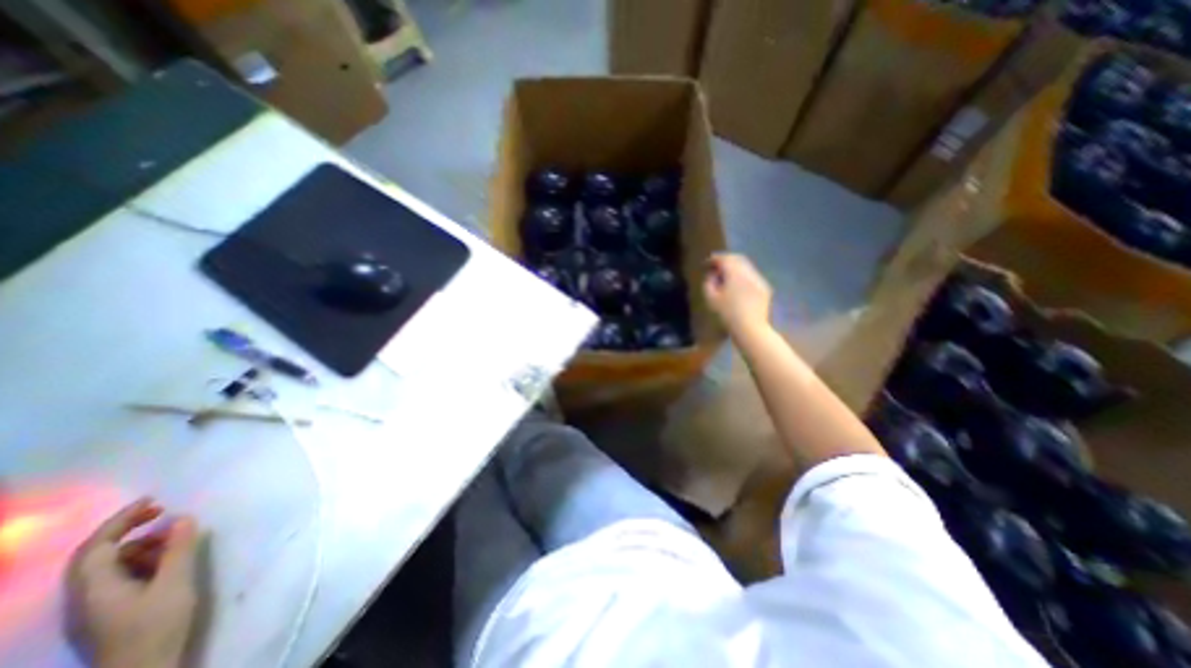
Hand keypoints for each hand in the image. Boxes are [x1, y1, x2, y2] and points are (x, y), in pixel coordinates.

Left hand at [67, 498, 198, 667]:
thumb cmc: (156, 625)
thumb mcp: (174, 583)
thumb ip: (178, 549)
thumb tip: (183, 517)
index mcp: (94, 588)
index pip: (96, 546)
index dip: (121, 520)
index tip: (154, 500)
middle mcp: (84, 596)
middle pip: (94, 556)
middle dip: (126, 529)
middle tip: (162, 511)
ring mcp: (93, 607)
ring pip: (108, 567)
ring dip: (139, 545)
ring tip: (174, 538)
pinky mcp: (107, 614)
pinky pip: (117, 578)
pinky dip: (140, 561)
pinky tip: (166, 562)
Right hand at [701, 253, 777, 335]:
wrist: (751, 328)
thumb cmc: (727, 314)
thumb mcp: (711, 299)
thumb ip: (709, 283)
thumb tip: (712, 275)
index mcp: (735, 274)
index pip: (724, 259)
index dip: (714, 259)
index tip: (707, 263)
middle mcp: (749, 273)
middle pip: (738, 258)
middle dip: (726, 260)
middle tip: (716, 266)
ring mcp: (759, 280)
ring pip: (746, 266)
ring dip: (736, 267)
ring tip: (726, 275)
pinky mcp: (765, 288)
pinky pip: (752, 276)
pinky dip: (743, 276)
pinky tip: (738, 286)